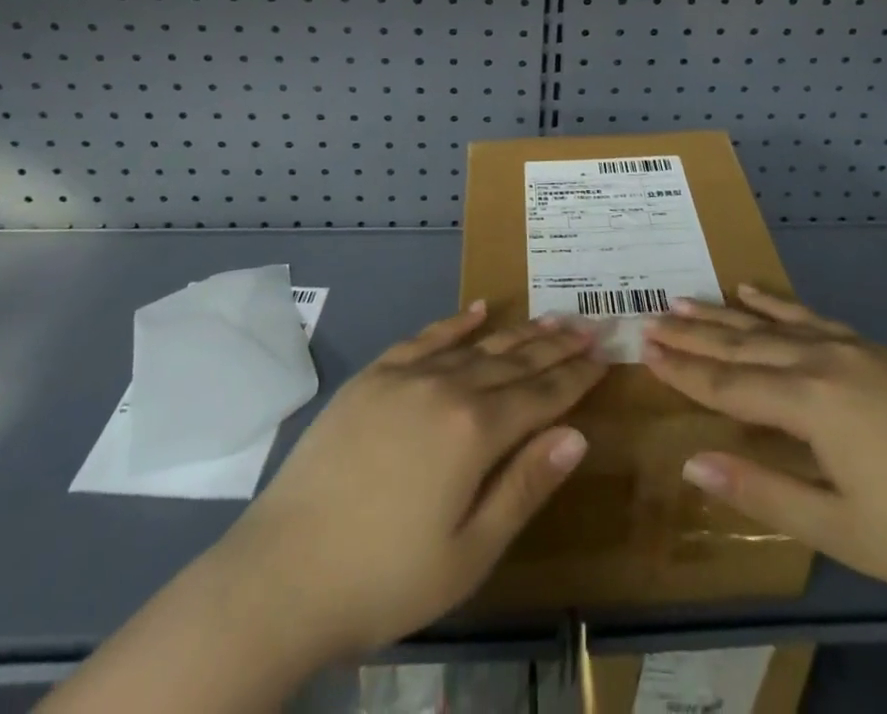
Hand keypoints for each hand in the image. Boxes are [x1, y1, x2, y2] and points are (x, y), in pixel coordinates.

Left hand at [225, 302, 605, 658]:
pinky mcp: (373, 377)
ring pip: (476, 345)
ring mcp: (406, 376)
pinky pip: (424, 338)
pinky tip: (478, 308)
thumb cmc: (386, 578)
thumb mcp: (470, 552)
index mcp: (476, 431)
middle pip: (514, 361)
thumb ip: (526, 486)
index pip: (541, 394)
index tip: (604, 354)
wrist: (283, 574)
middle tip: (588, 326)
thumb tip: (578, 435)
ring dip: (517, 332)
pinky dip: (455, 322)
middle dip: (555, 345)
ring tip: (549, 317)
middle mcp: (447, 388)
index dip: (576, 376)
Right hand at [644, 285, 886, 605]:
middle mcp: (823, 363)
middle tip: (651, 319)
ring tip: (684, 299)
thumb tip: (691, 464)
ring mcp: (852, 350)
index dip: (685, 370)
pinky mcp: (875, 350)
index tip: (644, 348)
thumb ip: (760, 489)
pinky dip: (777, 304)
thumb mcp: (837, 527)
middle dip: (694, 336)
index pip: (730, 384)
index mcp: (811, 404)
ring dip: (725, 314)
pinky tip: (753, 292)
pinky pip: (814, 317)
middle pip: (744, 345)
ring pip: (773, 325)